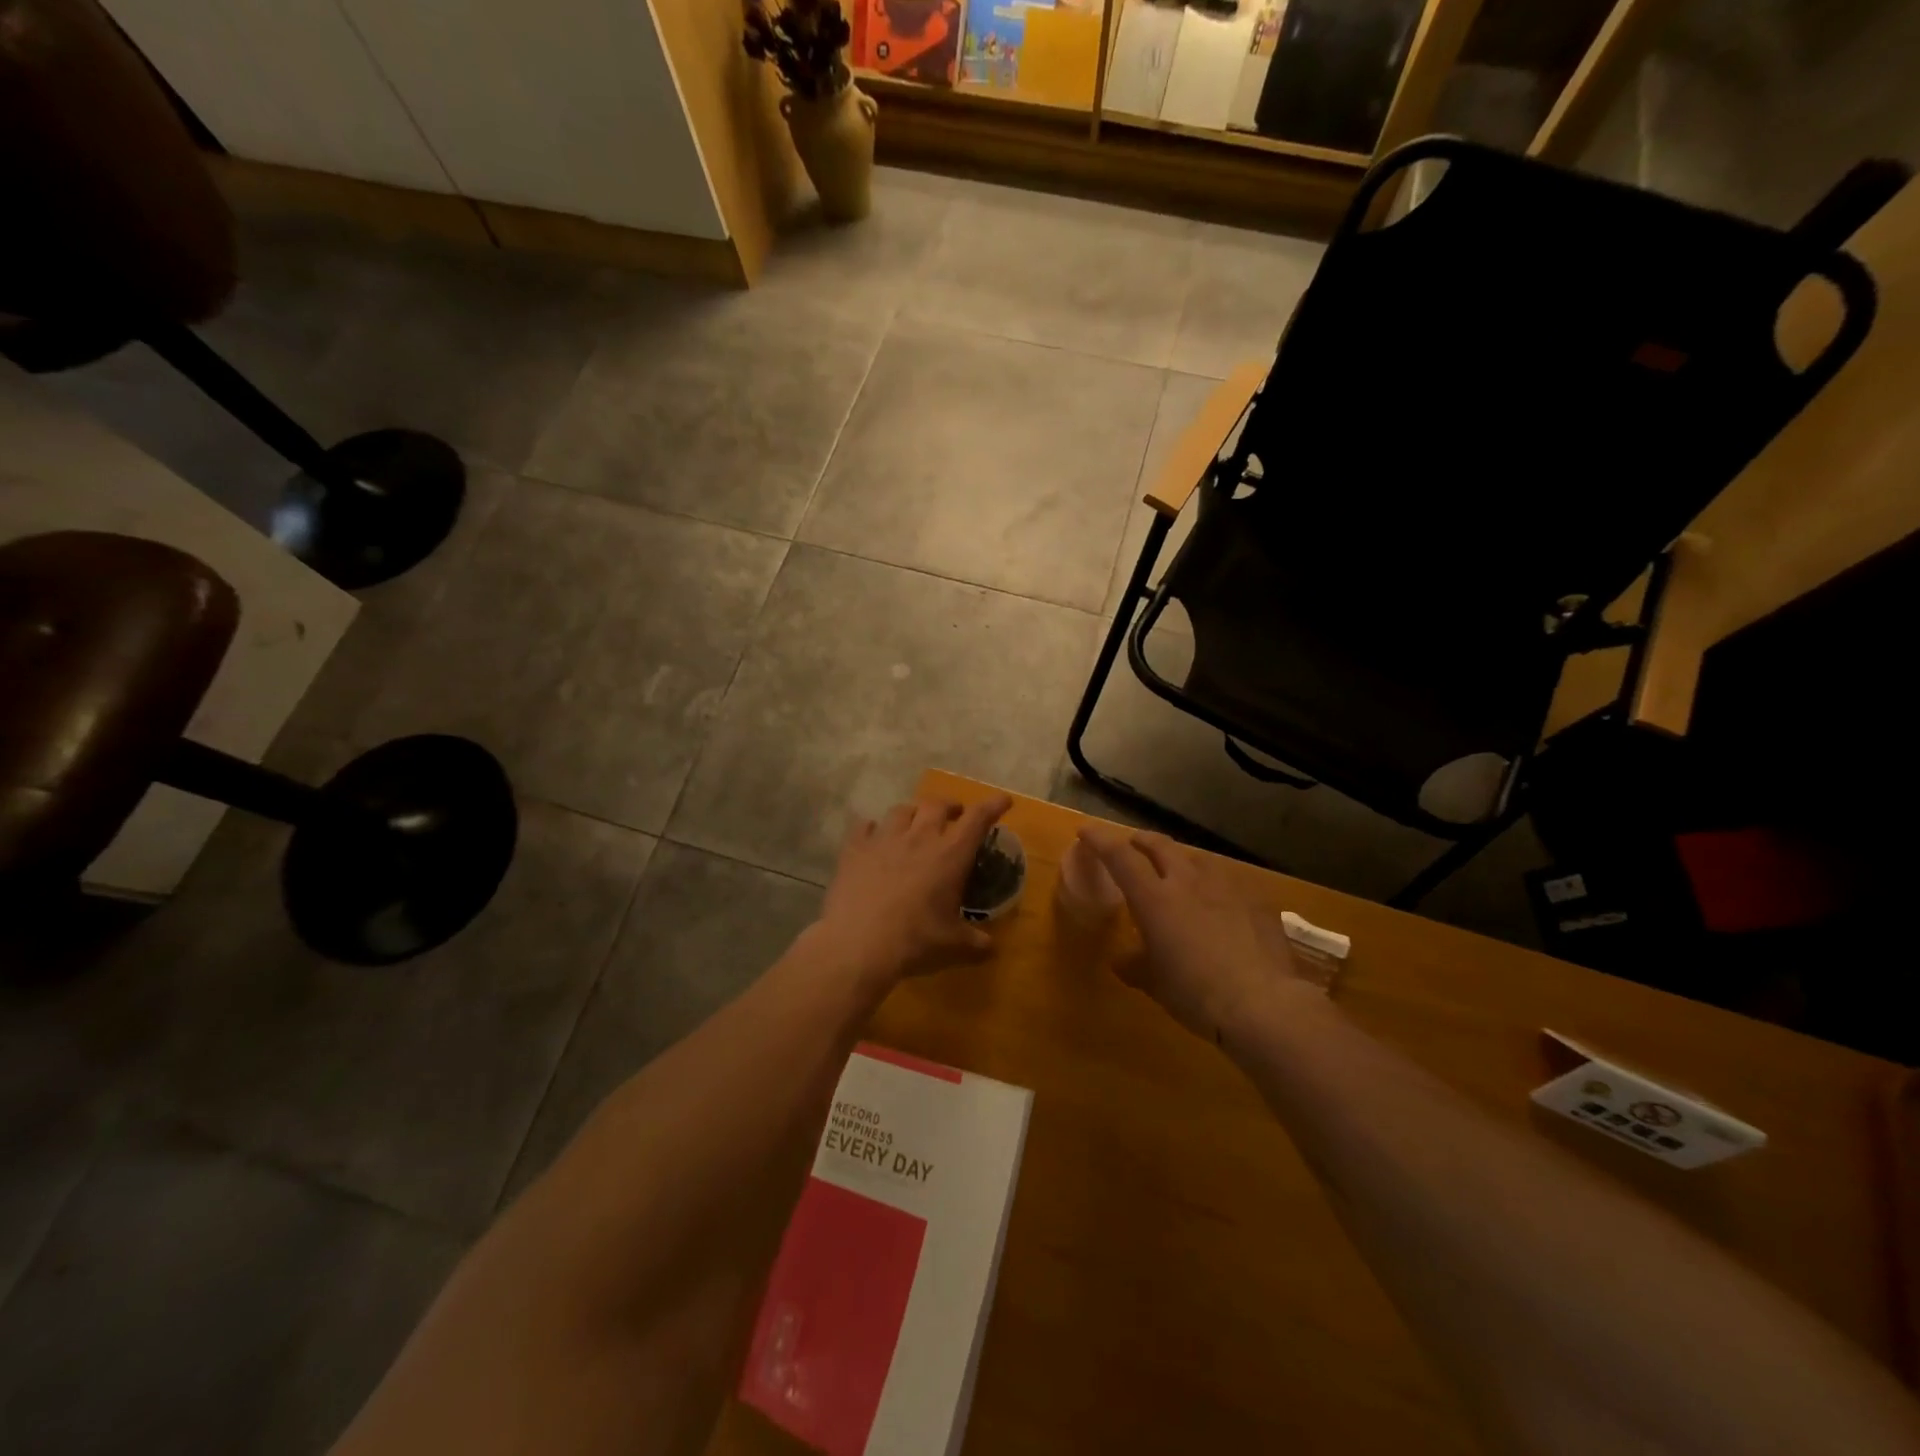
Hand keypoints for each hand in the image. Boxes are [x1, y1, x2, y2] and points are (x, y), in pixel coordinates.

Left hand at [814, 794, 1012, 989]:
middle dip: (950, 806)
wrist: (859, 943)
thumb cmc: (916, 940)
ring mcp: (884, 838)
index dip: (993, 805)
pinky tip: (873, 836)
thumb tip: (991, 947)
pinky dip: (873, 828)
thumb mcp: (953, 944)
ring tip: (914, 823)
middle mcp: (920, 836)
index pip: (978, 818)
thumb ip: (975, 942)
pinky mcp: (855, 848)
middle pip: (937, 804)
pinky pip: (865, 826)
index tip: (1003, 801)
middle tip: (955, 815)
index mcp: (950, 854)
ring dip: (913, 813)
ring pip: (901, 809)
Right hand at [1081, 827, 1316, 1042]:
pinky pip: (1229, 883)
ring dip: (1180, 860)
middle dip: (1141, 841)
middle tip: (1133, 846)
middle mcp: (1188, 881)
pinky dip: (1215, 887)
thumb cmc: (1195, 994)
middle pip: (1160, 845)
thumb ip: (1134, 965)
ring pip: (1197, 858)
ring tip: (1178, 872)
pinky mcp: (1256, 901)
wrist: (1263, 1004)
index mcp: (1154, 898)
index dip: (1100, 840)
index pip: (1120, 857)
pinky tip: (1221, 904)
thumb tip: (1121, 960)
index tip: (1086, 832)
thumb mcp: (1155, 984)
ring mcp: (1226, 887)